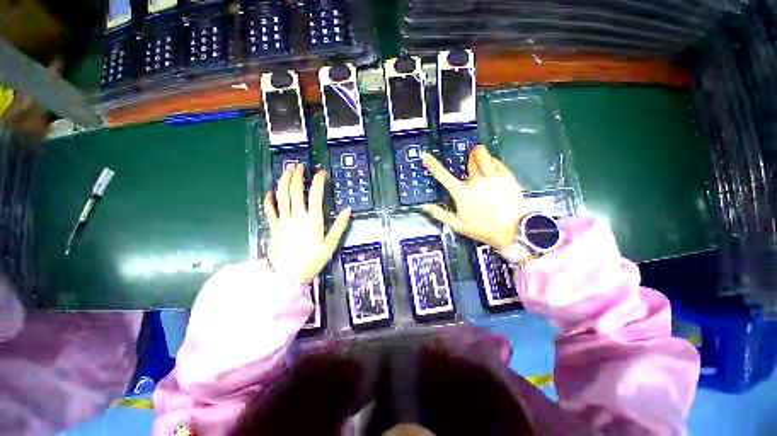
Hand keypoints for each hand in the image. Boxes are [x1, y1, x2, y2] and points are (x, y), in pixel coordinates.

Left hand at [265, 164, 351, 283]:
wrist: (288, 275)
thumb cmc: (312, 260)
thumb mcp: (330, 244)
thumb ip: (340, 226)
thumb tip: (348, 211)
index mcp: (312, 220)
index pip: (315, 195)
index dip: (318, 182)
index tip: (321, 173)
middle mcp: (297, 216)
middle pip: (295, 191)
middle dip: (297, 176)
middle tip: (299, 165)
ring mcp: (283, 220)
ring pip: (282, 196)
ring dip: (284, 181)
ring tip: (287, 170)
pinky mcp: (274, 226)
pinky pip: (270, 209)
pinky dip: (269, 199)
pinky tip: (270, 191)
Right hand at [421, 145, 527, 251]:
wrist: (513, 230)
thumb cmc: (483, 229)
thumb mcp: (458, 225)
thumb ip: (440, 214)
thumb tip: (424, 207)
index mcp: (462, 193)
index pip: (443, 176)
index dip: (433, 165)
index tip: (425, 155)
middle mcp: (476, 181)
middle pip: (469, 162)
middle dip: (469, 159)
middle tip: (470, 160)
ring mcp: (492, 177)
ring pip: (484, 157)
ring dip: (480, 154)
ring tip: (480, 153)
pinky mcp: (507, 176)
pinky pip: (497, 162)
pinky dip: (493, 161)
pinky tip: (492, 165)